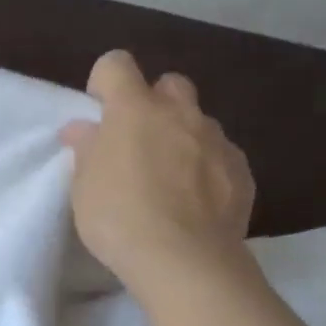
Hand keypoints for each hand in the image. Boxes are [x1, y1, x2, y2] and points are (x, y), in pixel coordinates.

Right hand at [60, 51, 255, 285]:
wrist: (184, 260)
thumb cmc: (119, 218)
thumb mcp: (84, 187)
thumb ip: (87, 149)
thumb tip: (84, 129)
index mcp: (134, 110)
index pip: (116, 65)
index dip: (104, 82)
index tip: (99, 113)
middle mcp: (180, 113)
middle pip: (169, 83)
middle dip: (153, 102)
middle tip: (138, 141)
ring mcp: (216, 140)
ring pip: (198, 121)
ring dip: (182, 136)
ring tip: (169, 177)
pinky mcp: (241, 170)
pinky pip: (221, 154)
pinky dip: (207, 167)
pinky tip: (195, 200)